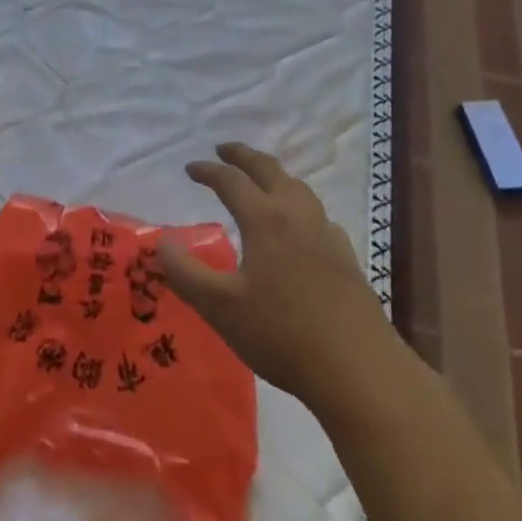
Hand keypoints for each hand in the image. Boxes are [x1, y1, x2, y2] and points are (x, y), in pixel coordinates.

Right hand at [161, 143, 391, 414]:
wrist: (360, 370)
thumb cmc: (282, 334)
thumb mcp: (220, 307)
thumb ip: (184, 273)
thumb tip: (161, 243)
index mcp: (266, 220)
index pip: (231, 181)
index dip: (208, 171)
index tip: (190, 168)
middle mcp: (298, 216)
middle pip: (270, 171)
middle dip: (244, 156)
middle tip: (224, 150)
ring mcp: (327, 236)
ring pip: (299, 189)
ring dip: (275, 176)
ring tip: (261, 181)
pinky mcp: (346, 259)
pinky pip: (318, 215)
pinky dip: (299, 205)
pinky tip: (299, 228)